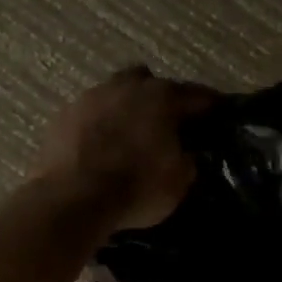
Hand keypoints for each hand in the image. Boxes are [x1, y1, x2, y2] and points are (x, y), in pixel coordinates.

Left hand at [30, 66, 218, 231]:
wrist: (71, 199)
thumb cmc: (135, 188)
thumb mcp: (179, 182)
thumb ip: (186, 160)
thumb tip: (184, 153)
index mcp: (161, 97)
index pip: (196, 95)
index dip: (209, 105)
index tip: (217, 112)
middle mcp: (126, 86)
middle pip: (149, 82)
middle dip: (159, 98)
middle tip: (165, 122)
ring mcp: (90, 97)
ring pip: (115, 92)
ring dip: (125, 108)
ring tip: (129, 134)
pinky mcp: (63, 115)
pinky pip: (90, 113)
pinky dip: (99, 125)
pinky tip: (100, 146)